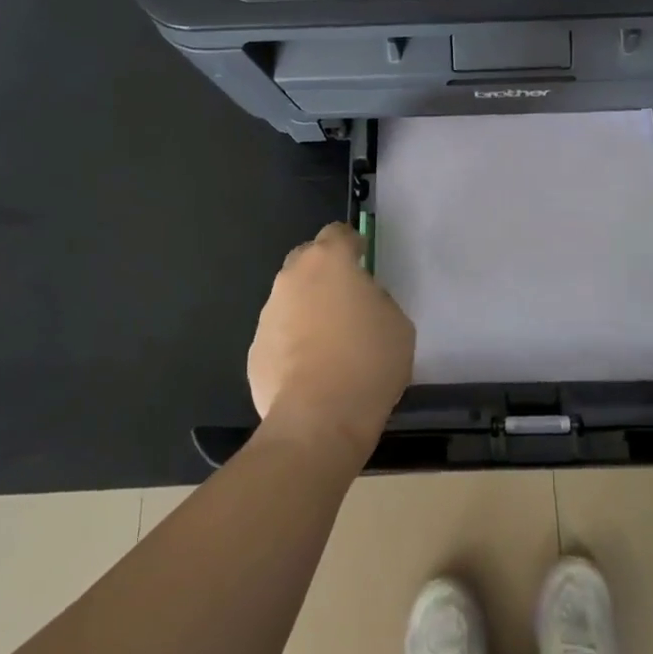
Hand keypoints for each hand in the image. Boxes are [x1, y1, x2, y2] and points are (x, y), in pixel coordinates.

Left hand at [248, 223, 413, 462]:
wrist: (318, 421)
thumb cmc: (368, 362)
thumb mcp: (397, 322)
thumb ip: (377, 299)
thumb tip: (362, 302)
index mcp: (329, 261)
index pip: (338, 233)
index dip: (352, 245)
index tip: (364, 260)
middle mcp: (292, 278)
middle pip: (307, 259)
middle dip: (324, 272)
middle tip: (346, 299)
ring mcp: (268, 314)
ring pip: (290, 299)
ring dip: (307, 309)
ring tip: (329, 343)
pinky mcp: (254, 350)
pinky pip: (279, 336)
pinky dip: (293, 344)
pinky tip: (310, 371)